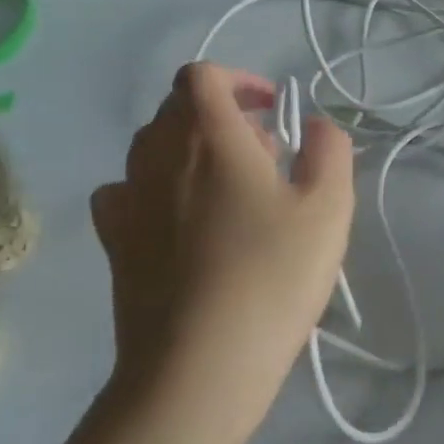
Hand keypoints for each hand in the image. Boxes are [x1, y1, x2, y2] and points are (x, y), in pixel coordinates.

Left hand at [91, 64, 354, 439]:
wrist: (198, 367)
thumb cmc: (272, 276)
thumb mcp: (329, 207)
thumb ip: (330, 150)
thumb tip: (315, 125)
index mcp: (209, 138)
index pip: (203, 76)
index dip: (240, 80)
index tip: (274, 109)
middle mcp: (157, 157)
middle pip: (177, 109)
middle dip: (224, 117)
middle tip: (268, 156)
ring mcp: (128, 201)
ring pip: (152, 148)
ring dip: (192, 151)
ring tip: (232, 191)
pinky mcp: (113, 244)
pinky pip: (127, 191)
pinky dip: (155, 188)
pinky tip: (183, 220)